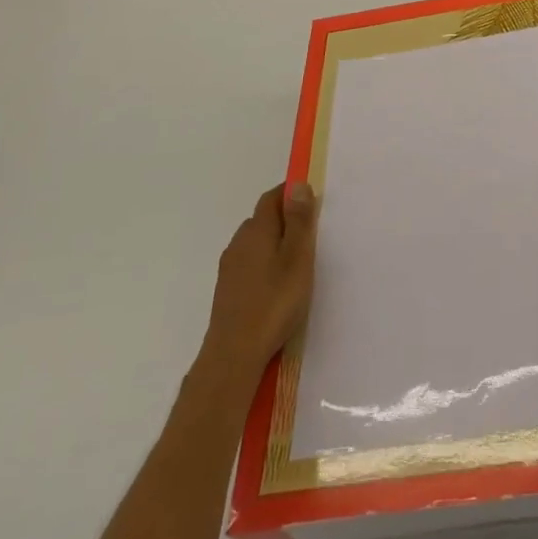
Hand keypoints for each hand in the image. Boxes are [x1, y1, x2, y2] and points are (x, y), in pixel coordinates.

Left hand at [202, 183, 318, 378]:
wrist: (234, 354)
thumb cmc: (274, 302)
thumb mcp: (297, 258)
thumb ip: (298, 221)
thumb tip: (298, 184)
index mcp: (256, 231)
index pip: (271, 198)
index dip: (290, 193)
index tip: (311, 201)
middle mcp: (239, 243)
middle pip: (261, 218)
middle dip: (284, 218)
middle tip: (309, 234)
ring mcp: (229, 268)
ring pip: (254, 242)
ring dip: (273, 242)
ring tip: (295, 261)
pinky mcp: (227, 289)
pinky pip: (248, 262)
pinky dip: (264, 262)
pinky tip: (275, 283)